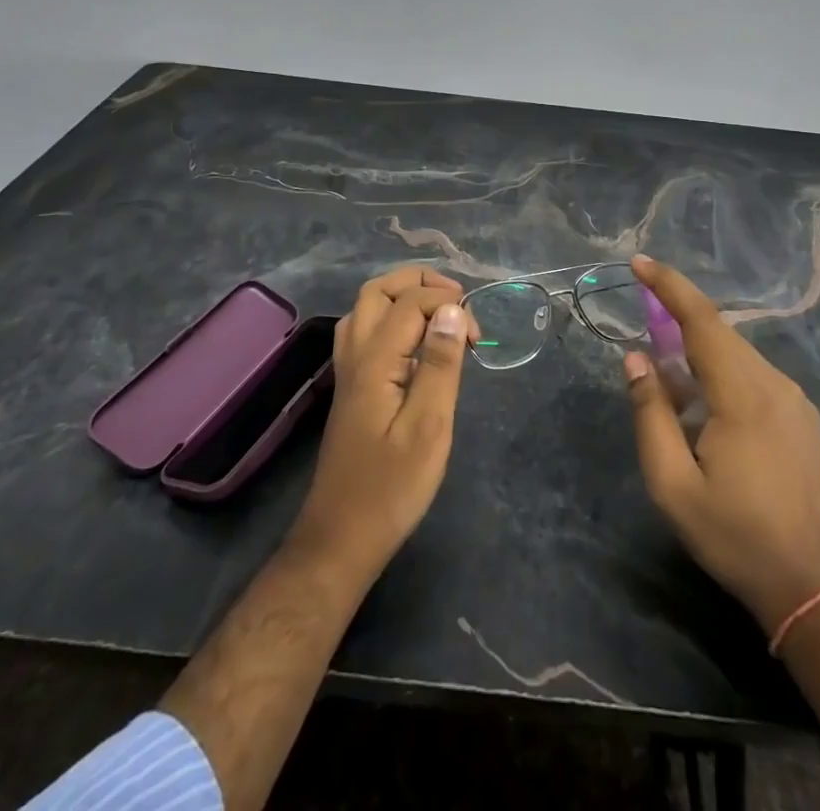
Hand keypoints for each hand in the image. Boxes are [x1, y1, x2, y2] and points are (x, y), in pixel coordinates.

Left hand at [288, 266, 472, 584]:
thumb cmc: (391, 487)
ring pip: (366, 308)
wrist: (341, 538)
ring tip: (439, 312)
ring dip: (402, 296)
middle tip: (456, 299)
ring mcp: (347, 371)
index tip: (478, 336)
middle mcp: (355, 355)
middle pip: (377, 290)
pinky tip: (415, 344)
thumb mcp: (429, 427)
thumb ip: (440, 364)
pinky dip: (392, 318)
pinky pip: (365, 331)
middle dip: (419, 282)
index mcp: (375, 360)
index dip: (449, 304)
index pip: (410, 302)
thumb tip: (452, 310)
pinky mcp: (351, 388)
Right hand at [623, 255, 819, 634]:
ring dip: (700, 352)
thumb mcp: (674, 485)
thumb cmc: (738, 538)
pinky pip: (755, 376)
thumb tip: (635, 359)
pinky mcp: (804, 420)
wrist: (819, 590)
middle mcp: (775, 384)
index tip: (639, 262)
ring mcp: (796, 401)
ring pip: (738, 355)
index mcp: (743, 394)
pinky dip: (723, 373)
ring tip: (672, 383)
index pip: (702, 320)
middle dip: (679, 317)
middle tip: (644, 325)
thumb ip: (650, 414)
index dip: (669, 285)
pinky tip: (707, 408)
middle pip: (721, 333)